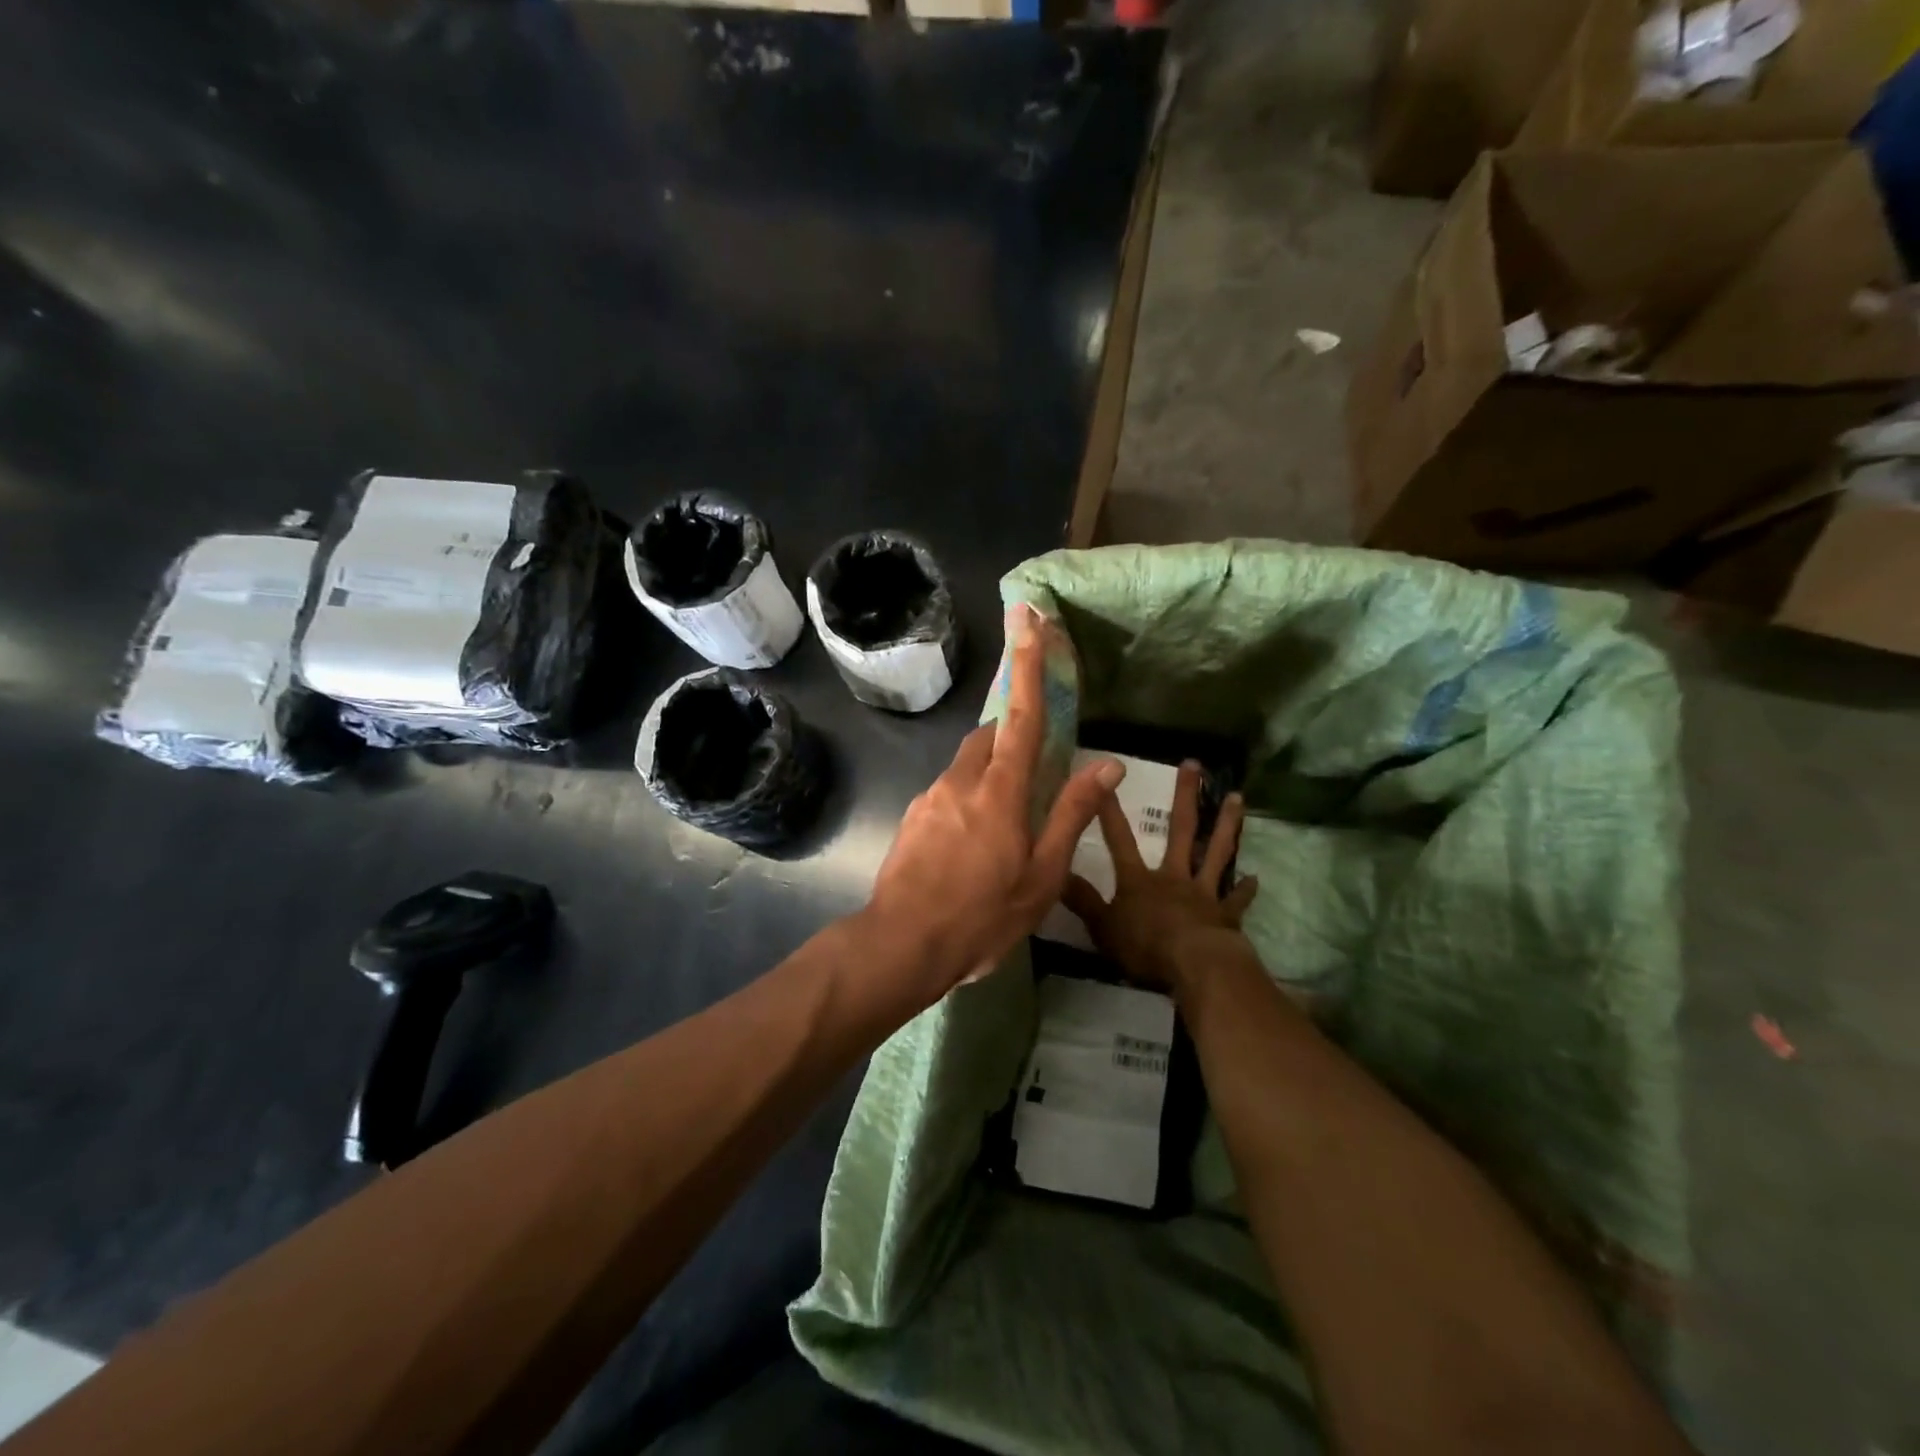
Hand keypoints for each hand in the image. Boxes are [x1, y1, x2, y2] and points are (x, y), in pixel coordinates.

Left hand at [863, 604, 1124, 1009]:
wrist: (901, 944)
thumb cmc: (982, 916)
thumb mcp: (1042, 875)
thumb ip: (1072, 814)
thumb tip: (1107, 764)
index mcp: (999, 790)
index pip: (1020, 715)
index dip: (1028, 665)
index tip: (1029, 618)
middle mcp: (961, 780)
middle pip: (990, 735)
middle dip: (1012, 733)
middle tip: (1034, 767)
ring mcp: (931, 797)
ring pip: (968, 765)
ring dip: (991, 773)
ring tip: (1006, 825)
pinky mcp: (913, 816)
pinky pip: (949, 791)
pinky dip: (970, 799)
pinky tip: (973, 846)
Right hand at [1063, 761, 1257, 994]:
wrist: (1195, 967)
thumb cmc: (1145, 947)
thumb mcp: (1102, 927)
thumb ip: (1082, 900)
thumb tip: (1056, 873)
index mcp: (1139, 880)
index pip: (1119, 839)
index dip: (1109, 810)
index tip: (1106, 777)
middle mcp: (1173, 876)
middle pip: (1180, 830)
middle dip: (1185, 796)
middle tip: (1194, 764)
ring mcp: (1203, 892)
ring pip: (1216, 851)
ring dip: (1227, 824)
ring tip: (1237, 797)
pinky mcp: (1226, 914)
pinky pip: (1236, 898)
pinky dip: (1245, 889)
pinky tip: (1254, 878)